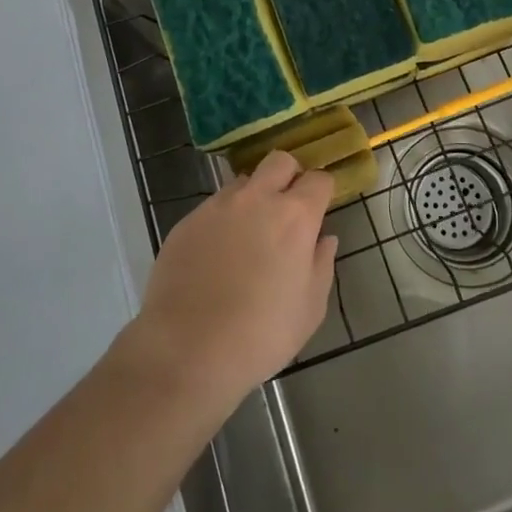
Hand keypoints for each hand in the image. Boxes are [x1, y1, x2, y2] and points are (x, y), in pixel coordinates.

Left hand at [118, 151, 337, 411]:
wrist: (186, 349)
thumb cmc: (260, 335)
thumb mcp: (309, 310)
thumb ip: (321, 265)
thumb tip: (324, 238)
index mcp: (294, 217)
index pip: (318, 180)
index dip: (323, 191)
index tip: (320, 210)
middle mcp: (257, 199)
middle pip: (280, 161)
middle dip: (289, 176)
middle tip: (287, 209)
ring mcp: (218, 206)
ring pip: (243, 181)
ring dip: (253, 197)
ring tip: (248, 236)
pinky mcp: (187, 220)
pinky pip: (214, 206)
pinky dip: (223, 220)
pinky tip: (217, 255)